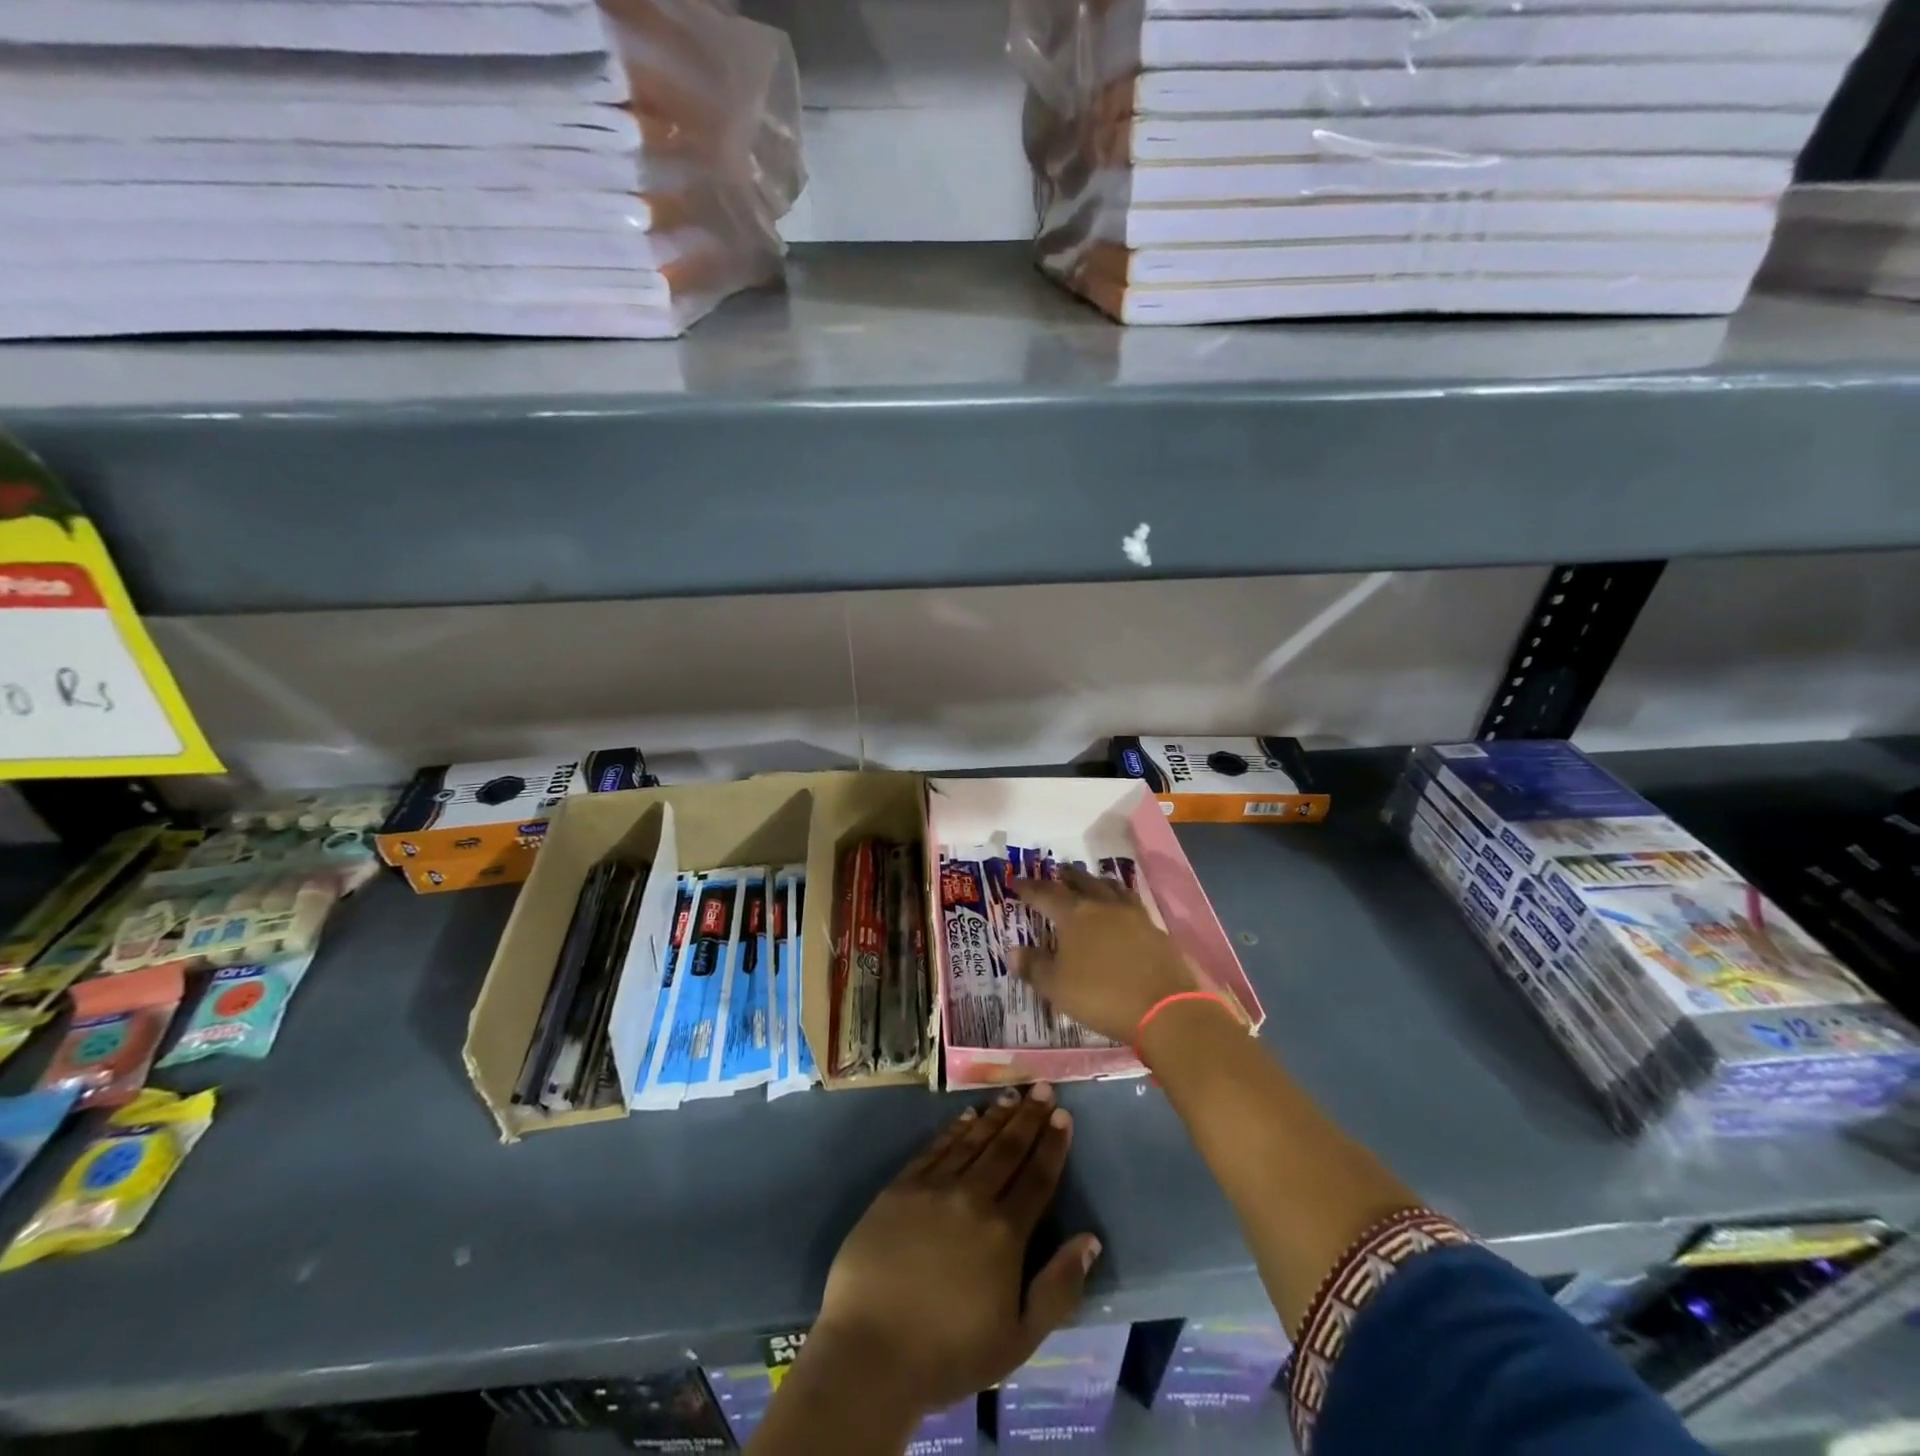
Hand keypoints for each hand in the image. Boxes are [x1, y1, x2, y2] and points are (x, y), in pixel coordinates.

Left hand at [810, 1085, 1100, 1415]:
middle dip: (1029, 1117)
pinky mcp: (900, 1188)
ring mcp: (933, 1188)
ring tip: (1012, 1094)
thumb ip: (1058, 1287)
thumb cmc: (949, 1355)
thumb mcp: (1018, 1339)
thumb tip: (1090, 1240)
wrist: (870, 1352)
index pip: (1037, 1178)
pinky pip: (935, 1149)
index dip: (1053, 1145)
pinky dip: (954, 1129)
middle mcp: (973, 1198)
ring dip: (995, 1116)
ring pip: (973, 1141)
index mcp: (1005, 1233)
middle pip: (1007, 1149)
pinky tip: (967, 1116)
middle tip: (1043, 1088)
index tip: (1063, 1115)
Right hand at [1010, 866, 1202, 1043]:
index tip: (1015, 881)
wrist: (1164, 1007)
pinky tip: (1120, 907)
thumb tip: (1013, 951)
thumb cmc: (1102, 996)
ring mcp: (1132, 914)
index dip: (1028, 887)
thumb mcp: (1057, 987)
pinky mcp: (1154, 928)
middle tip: (1057, 872)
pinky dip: (1118, 897)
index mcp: (1074, 915)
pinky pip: (1130, 901)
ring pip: (1109, 887)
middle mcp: (1102, 905)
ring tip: (1090, 881)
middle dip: (1066, 876)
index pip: (1045, 894)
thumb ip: (1034, 967)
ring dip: (1095, 881)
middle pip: (1081, 881)